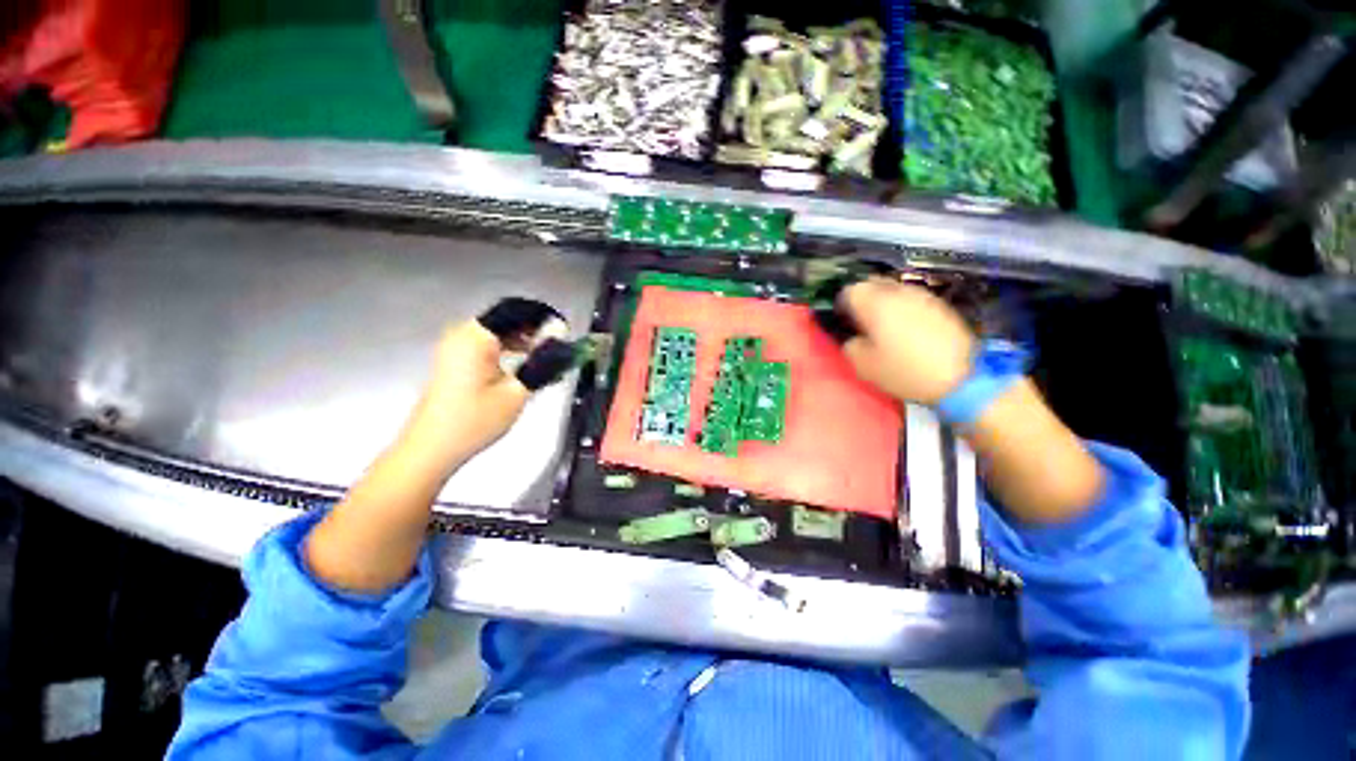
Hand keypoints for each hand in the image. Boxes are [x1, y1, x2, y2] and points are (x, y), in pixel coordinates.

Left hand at [401, 315, 565, 472]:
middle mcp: (463, 335)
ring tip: (546, 359)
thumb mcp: (517, 392)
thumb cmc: (474, 421)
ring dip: (523, 341)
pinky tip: (524, 367)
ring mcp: (455, 348)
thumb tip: (562, 339)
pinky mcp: (454, 362)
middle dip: (535, 330)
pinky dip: (509, 351)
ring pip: (498, 333)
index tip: (564, 330)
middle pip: (506, 320)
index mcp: (476, 337)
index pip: (515, 310)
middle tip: (559, 348)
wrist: (432, 450)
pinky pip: (488, 346)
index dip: (543, 317)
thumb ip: (542, 362)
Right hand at [839, 278, 975, 404]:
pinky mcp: (939, 305)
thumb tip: (852, 337)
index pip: (849, 290)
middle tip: (861, 320)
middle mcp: (898, 292)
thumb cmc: (903, 370)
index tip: (843, 320)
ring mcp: (922, 296)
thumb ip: (849, 345)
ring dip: (884, 301)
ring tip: (883, 324)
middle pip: (872, 283)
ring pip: (894, 289)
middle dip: (863, 297)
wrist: (959, 378)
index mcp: (875, 303)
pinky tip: (906, 328)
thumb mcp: (863, 365)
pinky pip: (912, 299)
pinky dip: (903, 308)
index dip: (842, 304)